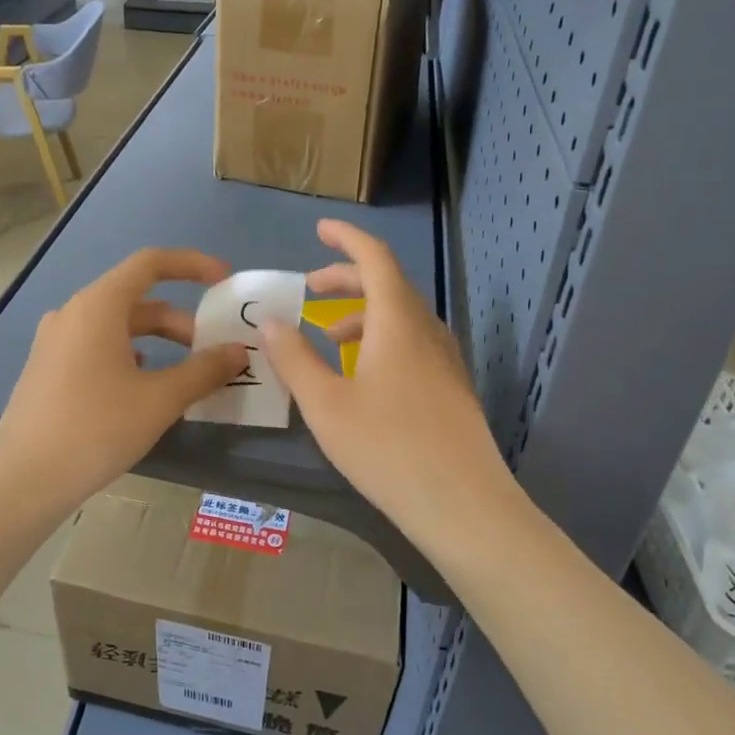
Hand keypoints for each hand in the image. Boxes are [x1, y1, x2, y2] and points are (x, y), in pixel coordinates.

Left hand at [0, 248, 247, 514]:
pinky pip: (97, 347)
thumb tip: (238, 352)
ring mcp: (55, 342)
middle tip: (213, 352)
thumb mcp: (160, 400)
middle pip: (136, 300)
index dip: (191, 265)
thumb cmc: (95, 429)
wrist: (23, 481)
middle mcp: (73, 314)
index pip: (150, 264)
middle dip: (181, 321)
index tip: (224, 281)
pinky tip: (142, 386)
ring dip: (157, 341)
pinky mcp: (48, 369)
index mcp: (98, 306)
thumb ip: (204, 371)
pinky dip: (130, 356)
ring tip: (186, 373)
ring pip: (117, 327)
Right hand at [261, 220, 512, 539]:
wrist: (463, 505)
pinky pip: (412, 342)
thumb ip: (294, 358)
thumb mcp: (325, 404)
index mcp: (397, 322)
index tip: (320, 229)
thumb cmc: (387, 449)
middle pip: (388, 284)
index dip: (347, 238)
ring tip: (328, 337)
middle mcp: (427, 329)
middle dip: (346, 278)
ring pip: (401, 316)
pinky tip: (362, 375)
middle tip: (310, 288)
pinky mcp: (451, 386)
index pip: (375, 258)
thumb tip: (270, 321)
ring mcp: (445, 358)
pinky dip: (381, 339)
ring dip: (362, 313)